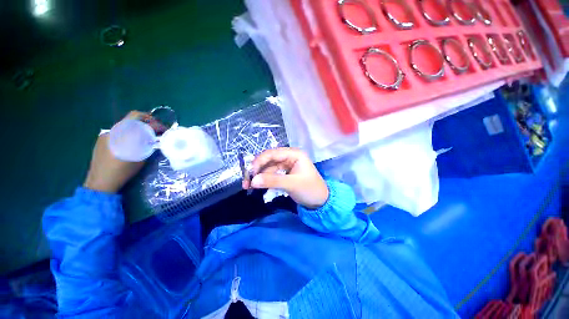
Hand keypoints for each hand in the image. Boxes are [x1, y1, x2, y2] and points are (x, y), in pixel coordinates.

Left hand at [83, 111, 150, 192]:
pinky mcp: (102, 139)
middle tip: (157, 128)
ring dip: (139, 127)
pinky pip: (119, 131)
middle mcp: (114, 130)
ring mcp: (106, 134)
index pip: (141, 120)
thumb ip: (147, 145)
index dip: (156, 123)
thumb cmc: (123, 171)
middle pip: (133, 117)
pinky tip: (133, 142)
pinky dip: (130, 132)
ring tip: (147, 136)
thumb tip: (156, 139)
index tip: (165, 129)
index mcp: (123, 134)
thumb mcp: (141, 158)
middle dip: (148, 121)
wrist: (101, 181)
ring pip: (126, 124)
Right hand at [243, 148, 328, 208]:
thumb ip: (273, 181)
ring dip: (259, 176)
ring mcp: (286, 165)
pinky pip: (271, 174)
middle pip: (268, 160)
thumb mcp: (292, 184)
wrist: (320, 201)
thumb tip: (253, 181)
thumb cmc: (310, 189)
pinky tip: (258, 185)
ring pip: (268, 168)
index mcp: (294, 154)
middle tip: (247, 182)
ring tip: (249, 186)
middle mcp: (289, 157)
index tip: (250, 173)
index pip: (272, 153)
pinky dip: (264, 179)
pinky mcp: (284, 173)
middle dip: (257, 170)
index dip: (259, 161)